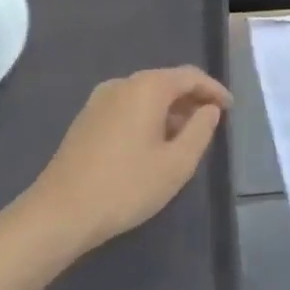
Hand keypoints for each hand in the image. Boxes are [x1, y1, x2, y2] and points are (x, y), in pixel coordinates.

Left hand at [28, 67, 231, 249]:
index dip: (214, 90)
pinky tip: (153, 144)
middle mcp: (122, 84)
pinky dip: (147, 117)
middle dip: (191, 99)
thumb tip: (209, 109)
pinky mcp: (85, 120)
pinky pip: (127, 107)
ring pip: (145, 95)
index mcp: (147, 87)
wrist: (59, 213)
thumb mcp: (177, 163)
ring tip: (185, 137)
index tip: (230, 108)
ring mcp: (99, 101)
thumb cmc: (126, 186)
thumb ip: (201, 130)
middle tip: (211, 122)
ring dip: (169, 110)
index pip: (190, 76)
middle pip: (166, 82)